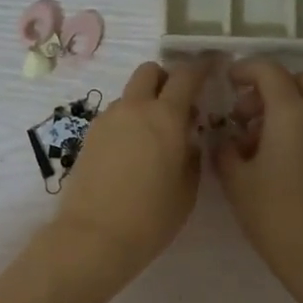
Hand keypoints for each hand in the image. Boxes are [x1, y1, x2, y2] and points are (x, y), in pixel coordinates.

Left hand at [53, 55, 214, 287]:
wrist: (94, 237)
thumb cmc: (151, 217)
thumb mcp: (187, 189)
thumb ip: (191, 155)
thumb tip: (186, 139)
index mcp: (166, 117)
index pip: (187, 75)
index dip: (202, 66)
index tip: (213, 65)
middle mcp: (134, 109)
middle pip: (150, 72)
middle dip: (166, 78)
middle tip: (179, 103)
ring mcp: (107, 120)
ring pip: (130, 95)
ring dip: (145, 103)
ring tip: (154, 137)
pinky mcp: (89, 136)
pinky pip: (115, 117)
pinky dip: (128, 122)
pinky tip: (132, 154)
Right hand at [214, 59, 302, 298]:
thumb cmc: (273, 214)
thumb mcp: (236, 180)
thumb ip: (225, 149)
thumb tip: (226, 139)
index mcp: (291, 113)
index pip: (269, 71)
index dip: (246, 70)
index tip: (229, 82)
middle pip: (297, 81)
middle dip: (269, 88)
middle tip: (245, 116)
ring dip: (288, 107)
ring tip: (262, 140)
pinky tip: (286, 158)